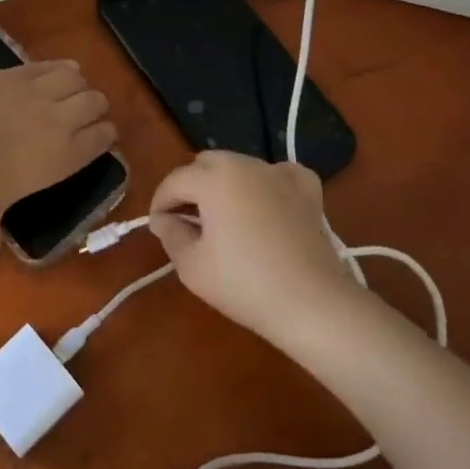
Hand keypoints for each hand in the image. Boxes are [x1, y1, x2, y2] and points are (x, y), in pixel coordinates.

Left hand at [0, 61, 114, 254]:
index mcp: (63, 158)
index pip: (101, 140)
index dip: (105, 135)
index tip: (103, 135)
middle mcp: (60, 121)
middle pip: (95, 103)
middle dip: (96, 107)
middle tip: (86, 113)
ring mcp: (37, 92)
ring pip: (76, 79)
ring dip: (78, 84)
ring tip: (71, 89)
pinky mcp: (15, 73)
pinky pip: (49, 65)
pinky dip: (58, 67)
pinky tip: (56, 70)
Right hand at [148, 151, 353, 340]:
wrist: (312, 304)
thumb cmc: (244, 284)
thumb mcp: (191, 266)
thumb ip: (170, 234)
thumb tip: (163, 219)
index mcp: (213, 178)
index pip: (174, 181)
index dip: (160, 202)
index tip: (157, 225)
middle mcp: (245, 164)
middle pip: (205, 164)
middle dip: (191, 187)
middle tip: (187, 220)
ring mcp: (279, 173)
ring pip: (239, 166)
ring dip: (224, 184)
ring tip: (224, 216)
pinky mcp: (307, 189)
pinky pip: (278, 174)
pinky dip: (266, 183)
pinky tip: (266, 203)